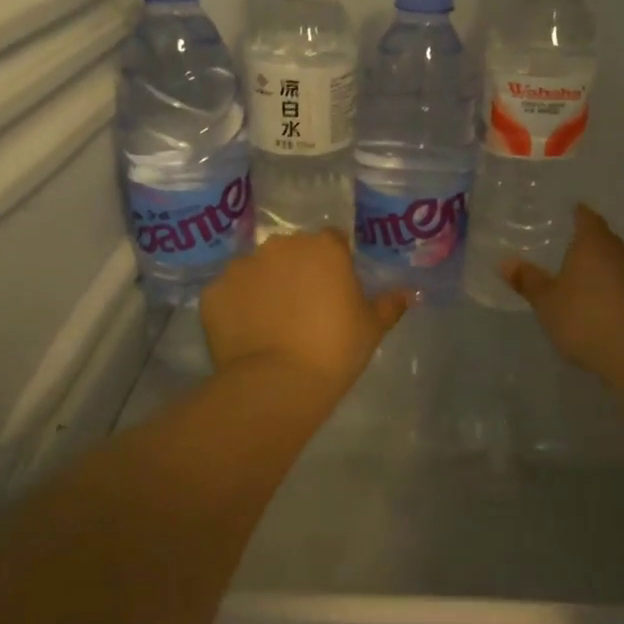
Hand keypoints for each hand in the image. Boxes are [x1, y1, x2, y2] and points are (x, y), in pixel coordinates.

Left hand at [201, 230, 407, 391]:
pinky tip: (246, 334)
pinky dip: (236, 307)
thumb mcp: (372, 328)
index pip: (332, 242)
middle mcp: (280, 246)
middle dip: (297, 271)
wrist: (277, 382)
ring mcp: (242, 266)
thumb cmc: (335, 349)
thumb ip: (390, 304)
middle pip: (291, 251)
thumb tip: (409, 293)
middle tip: (304, 308)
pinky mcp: (214, 291)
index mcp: (323, 247)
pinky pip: (229, 293)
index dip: (334, 264)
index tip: (335, 290)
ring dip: (264, 286)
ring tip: (271, 323)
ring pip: (257, 270)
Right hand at [503, 206, 623, 383]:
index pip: (587, 218)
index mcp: (594, 243)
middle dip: (588, 244)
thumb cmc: (585, 318)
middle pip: (604, 240)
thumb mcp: (547, 302)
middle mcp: (621, 252)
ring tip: (583, 281)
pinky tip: (603, 306)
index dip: (577, 214)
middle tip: (568, 250)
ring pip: (618, 263)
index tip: (569, 213)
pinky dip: (615, 290)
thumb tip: (505, 262)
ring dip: (603, 270)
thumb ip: (528, 281)